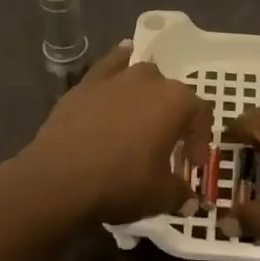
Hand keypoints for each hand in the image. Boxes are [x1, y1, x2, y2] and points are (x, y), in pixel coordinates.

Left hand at [12, 42, 211, 224]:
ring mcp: (116, 77)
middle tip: (166, 148)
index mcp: (175, 101)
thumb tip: (187, 198)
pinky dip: (119, 63)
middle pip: (172, 94)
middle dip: (174, 119)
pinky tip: (122, 62)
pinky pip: (111, 64)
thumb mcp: (160, 196)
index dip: (200, 141)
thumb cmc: (119, 182)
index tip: (191, 166)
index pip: (200, 114)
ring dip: (148, 95)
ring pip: (143, 76)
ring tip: (141, 118)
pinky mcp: (87, 82)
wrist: (59, 177)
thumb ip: (180, 193)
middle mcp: (150, 80)